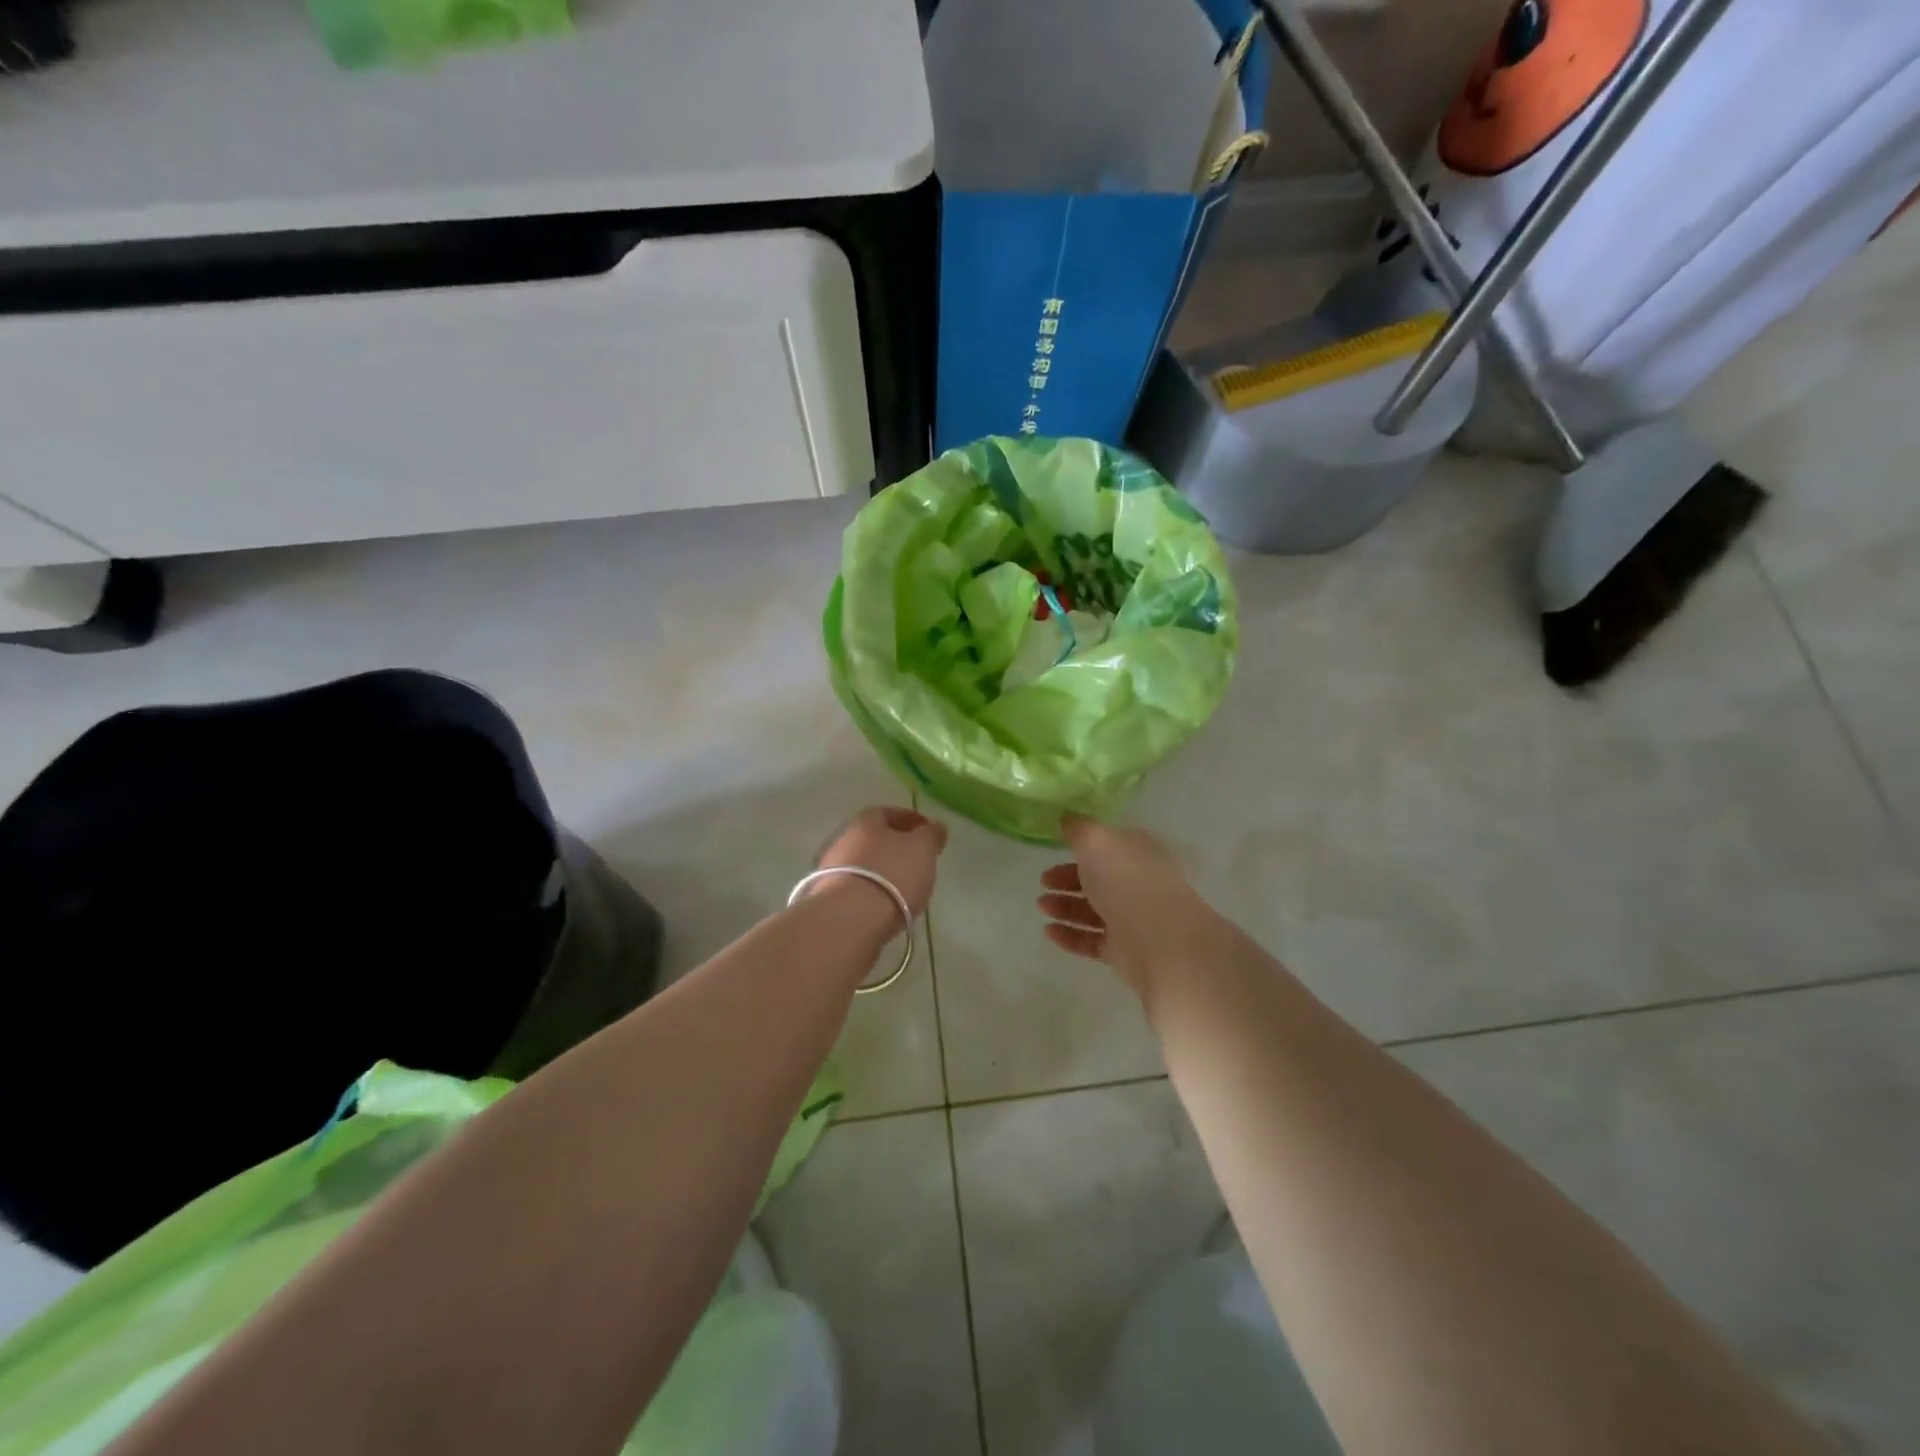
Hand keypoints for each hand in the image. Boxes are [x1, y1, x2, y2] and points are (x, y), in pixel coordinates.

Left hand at [814, 806, 947, 923]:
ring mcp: (831, 869)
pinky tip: (885, 903)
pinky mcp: (828, 897)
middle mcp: (843, 839)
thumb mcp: (922, 849)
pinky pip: (857, 886)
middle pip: (874, 838)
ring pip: (864, 862)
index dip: (911, 820)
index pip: (889, 812)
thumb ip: (931, 834)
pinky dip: (872, 889)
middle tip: (917, 859)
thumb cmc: (892, 874)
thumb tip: (936, 825)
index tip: (928, 832)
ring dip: (882, 869)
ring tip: (904, 885)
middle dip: (895, 846)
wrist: (849, 918)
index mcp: (865, 821)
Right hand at [1037, 814, 1211, 997]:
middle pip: (1098, 879)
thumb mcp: (1097, 840)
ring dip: (1065, 906)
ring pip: (1093, 910)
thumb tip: (1067, 817)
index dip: (1081, 846)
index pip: (1108, 846)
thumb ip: (1078, 828)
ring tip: (1042, 906)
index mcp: (1137, 853)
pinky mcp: (1124, 950)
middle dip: (1068, 878)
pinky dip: (1070, 935)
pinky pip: (1091, 940)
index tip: (1054, 848)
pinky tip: (1049, 931)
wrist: (1159, 940)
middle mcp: (1136, 883)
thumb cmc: (1126, 880)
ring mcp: (1131, 919)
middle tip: (1043, 880)